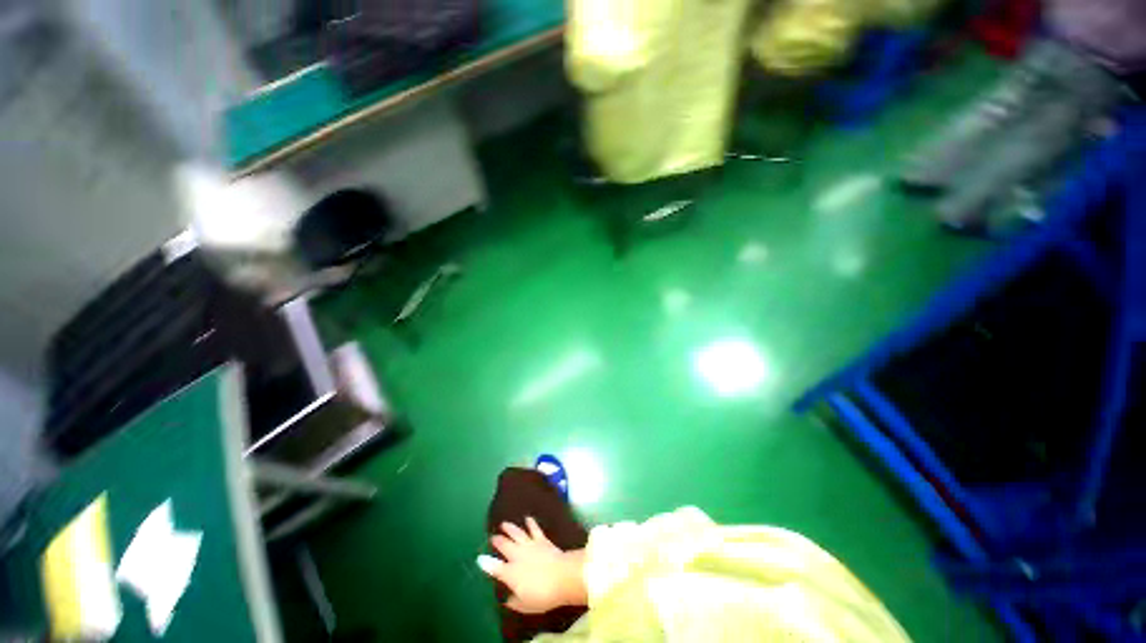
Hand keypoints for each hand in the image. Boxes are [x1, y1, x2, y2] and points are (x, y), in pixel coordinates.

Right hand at [478, 517, 586, 613]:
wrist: (562, 576)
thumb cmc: (543, 595)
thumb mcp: (525, 605)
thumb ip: (514, 601)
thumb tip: (507, 598)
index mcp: (510, 573)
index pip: (495, 567)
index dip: (486, 563)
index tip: (479, 558)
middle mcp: (517, 556)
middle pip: (505, 545)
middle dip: (498, 540)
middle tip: (493, 536)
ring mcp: (530, 545)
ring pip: (517, 533)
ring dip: (510, 528)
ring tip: (504, 523)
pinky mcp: (542, 539)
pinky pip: (534, 529)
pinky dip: (530, 523)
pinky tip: (527, 518)